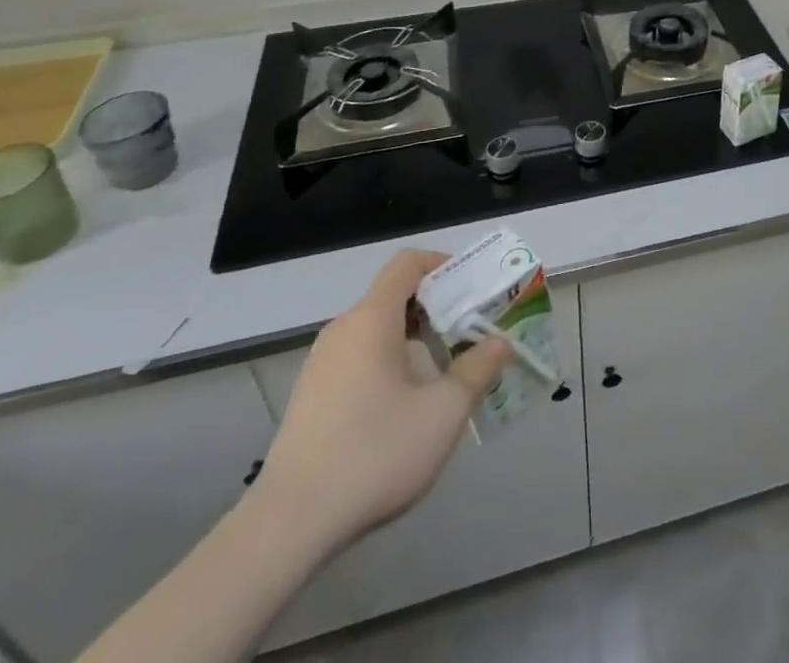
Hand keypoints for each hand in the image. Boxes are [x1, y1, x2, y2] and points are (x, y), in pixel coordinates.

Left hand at [251, 249, 510, 560]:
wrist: (289, 524)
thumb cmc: (374, 453)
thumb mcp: (443, 412)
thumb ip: (477, 370)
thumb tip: (500, 343)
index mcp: (372, 319)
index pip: (407, 263)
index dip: (442, 264)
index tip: (471, 287)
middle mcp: (343, 329)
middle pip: (393, 295)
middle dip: (435, 306)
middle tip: (468, 330)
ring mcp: (321, 363)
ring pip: (375, 328)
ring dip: (412, 336)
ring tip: (443, 368)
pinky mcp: (310, 395)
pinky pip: (358, 356)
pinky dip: (387, 360)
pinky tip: (403, 404)